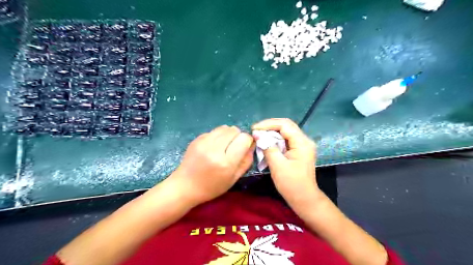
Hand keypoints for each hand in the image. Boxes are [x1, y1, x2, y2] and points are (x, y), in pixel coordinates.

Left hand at [174, 125, 254, 203]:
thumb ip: (246, 161)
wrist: (185, 186)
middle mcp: (215, 149)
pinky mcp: (197, 139)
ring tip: (225, 145)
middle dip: (238, 136)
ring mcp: (204, 142)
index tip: (245, 147)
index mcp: (226, 162)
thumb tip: (252, 144)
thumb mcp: (234, 179)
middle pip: (234, 130)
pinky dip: (218, 136)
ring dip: (228, 134)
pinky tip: (213, 146)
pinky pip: (214, 131)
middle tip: (234, 147)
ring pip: (224, 127)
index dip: (248, 141)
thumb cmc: (212, 187)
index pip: (244, 138)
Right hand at [251, 118, 321, 206]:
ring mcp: (302, 145)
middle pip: (286, 125)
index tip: (254, 129)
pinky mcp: (299, 150)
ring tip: (259, 135)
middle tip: (255, 130)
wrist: (304, 199)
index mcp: (302, 142)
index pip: (284, 125)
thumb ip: (267, 147)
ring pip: (286, 132)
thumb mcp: (277, 165)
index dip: (268, 124)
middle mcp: (304, 140)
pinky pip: (286, 139)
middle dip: (269, 126)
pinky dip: (275, 139)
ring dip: (272, 132)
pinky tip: (267, 142)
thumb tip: (257, 134)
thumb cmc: (291, 184)